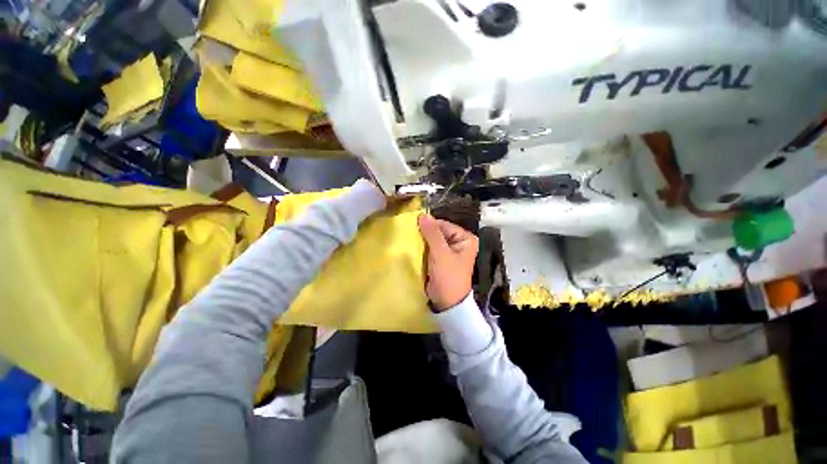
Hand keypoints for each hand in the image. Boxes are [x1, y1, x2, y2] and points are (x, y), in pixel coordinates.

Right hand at [418, 214, 478, 311]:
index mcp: (465, 238)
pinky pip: (430, 248)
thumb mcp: (441, 253)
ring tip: (409, 240)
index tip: (413, 227)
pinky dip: (422, 248)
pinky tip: (413, 248)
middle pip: (438, 232)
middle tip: (410, 234)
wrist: (447, 303)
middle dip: (425, 234)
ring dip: (422, 241)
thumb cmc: (448, 277)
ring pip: (433, 240)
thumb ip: (432, 234)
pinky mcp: (441, 259)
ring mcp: (450, 251)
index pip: (444, 225)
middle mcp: (459, 242)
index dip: (429, 225)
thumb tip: (422, 215)